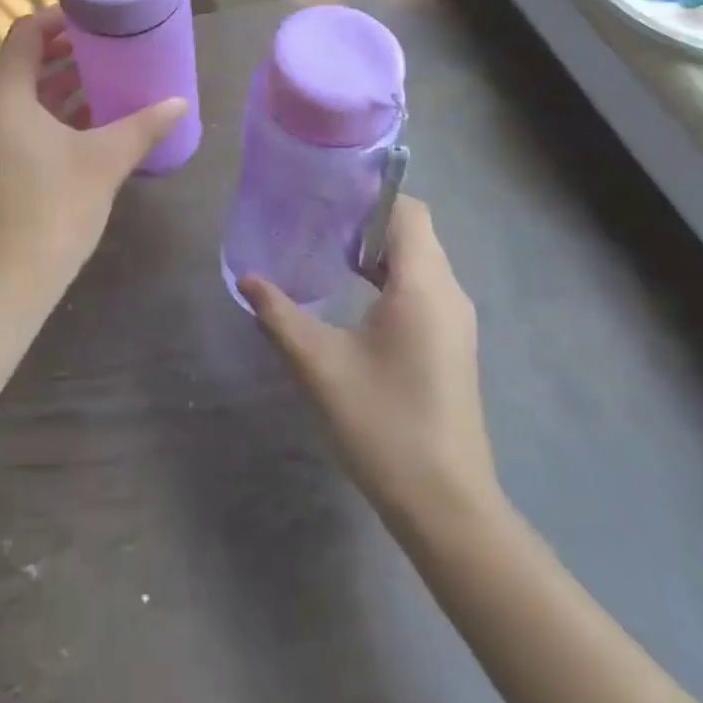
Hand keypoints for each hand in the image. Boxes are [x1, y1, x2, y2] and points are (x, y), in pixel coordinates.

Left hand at [0, 9, 187, 310]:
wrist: (8, 281)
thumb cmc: (53, 207)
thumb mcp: (104, 160)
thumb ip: (143, 126)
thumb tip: (180, 102)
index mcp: (6, 94)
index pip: (27, 34)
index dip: (60, 19)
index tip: (97, 15)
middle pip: (28, 60)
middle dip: (68, 50)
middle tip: (112, 42)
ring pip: (30, 93)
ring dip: (66, 81)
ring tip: (112, 73)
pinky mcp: (3, 163)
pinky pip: (31, 120)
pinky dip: (60, 112)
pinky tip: (99, 118)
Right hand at [241, 197, 502, 527]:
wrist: (448, 509)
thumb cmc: (384, 425)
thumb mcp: (321, 367)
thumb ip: (280, 316)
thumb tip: (247, 279)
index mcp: (423, 285)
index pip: (407, 210)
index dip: (369, 194)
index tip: (325, 194)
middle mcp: (448, 292)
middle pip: (413, 229)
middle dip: (367, 219)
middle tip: (316, 219)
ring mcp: (455, 320)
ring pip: (419, 259)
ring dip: (378, 249)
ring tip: (327, 251)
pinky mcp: (452, 343)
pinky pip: (423, 286)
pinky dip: (390, 276)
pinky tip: (354, 295)